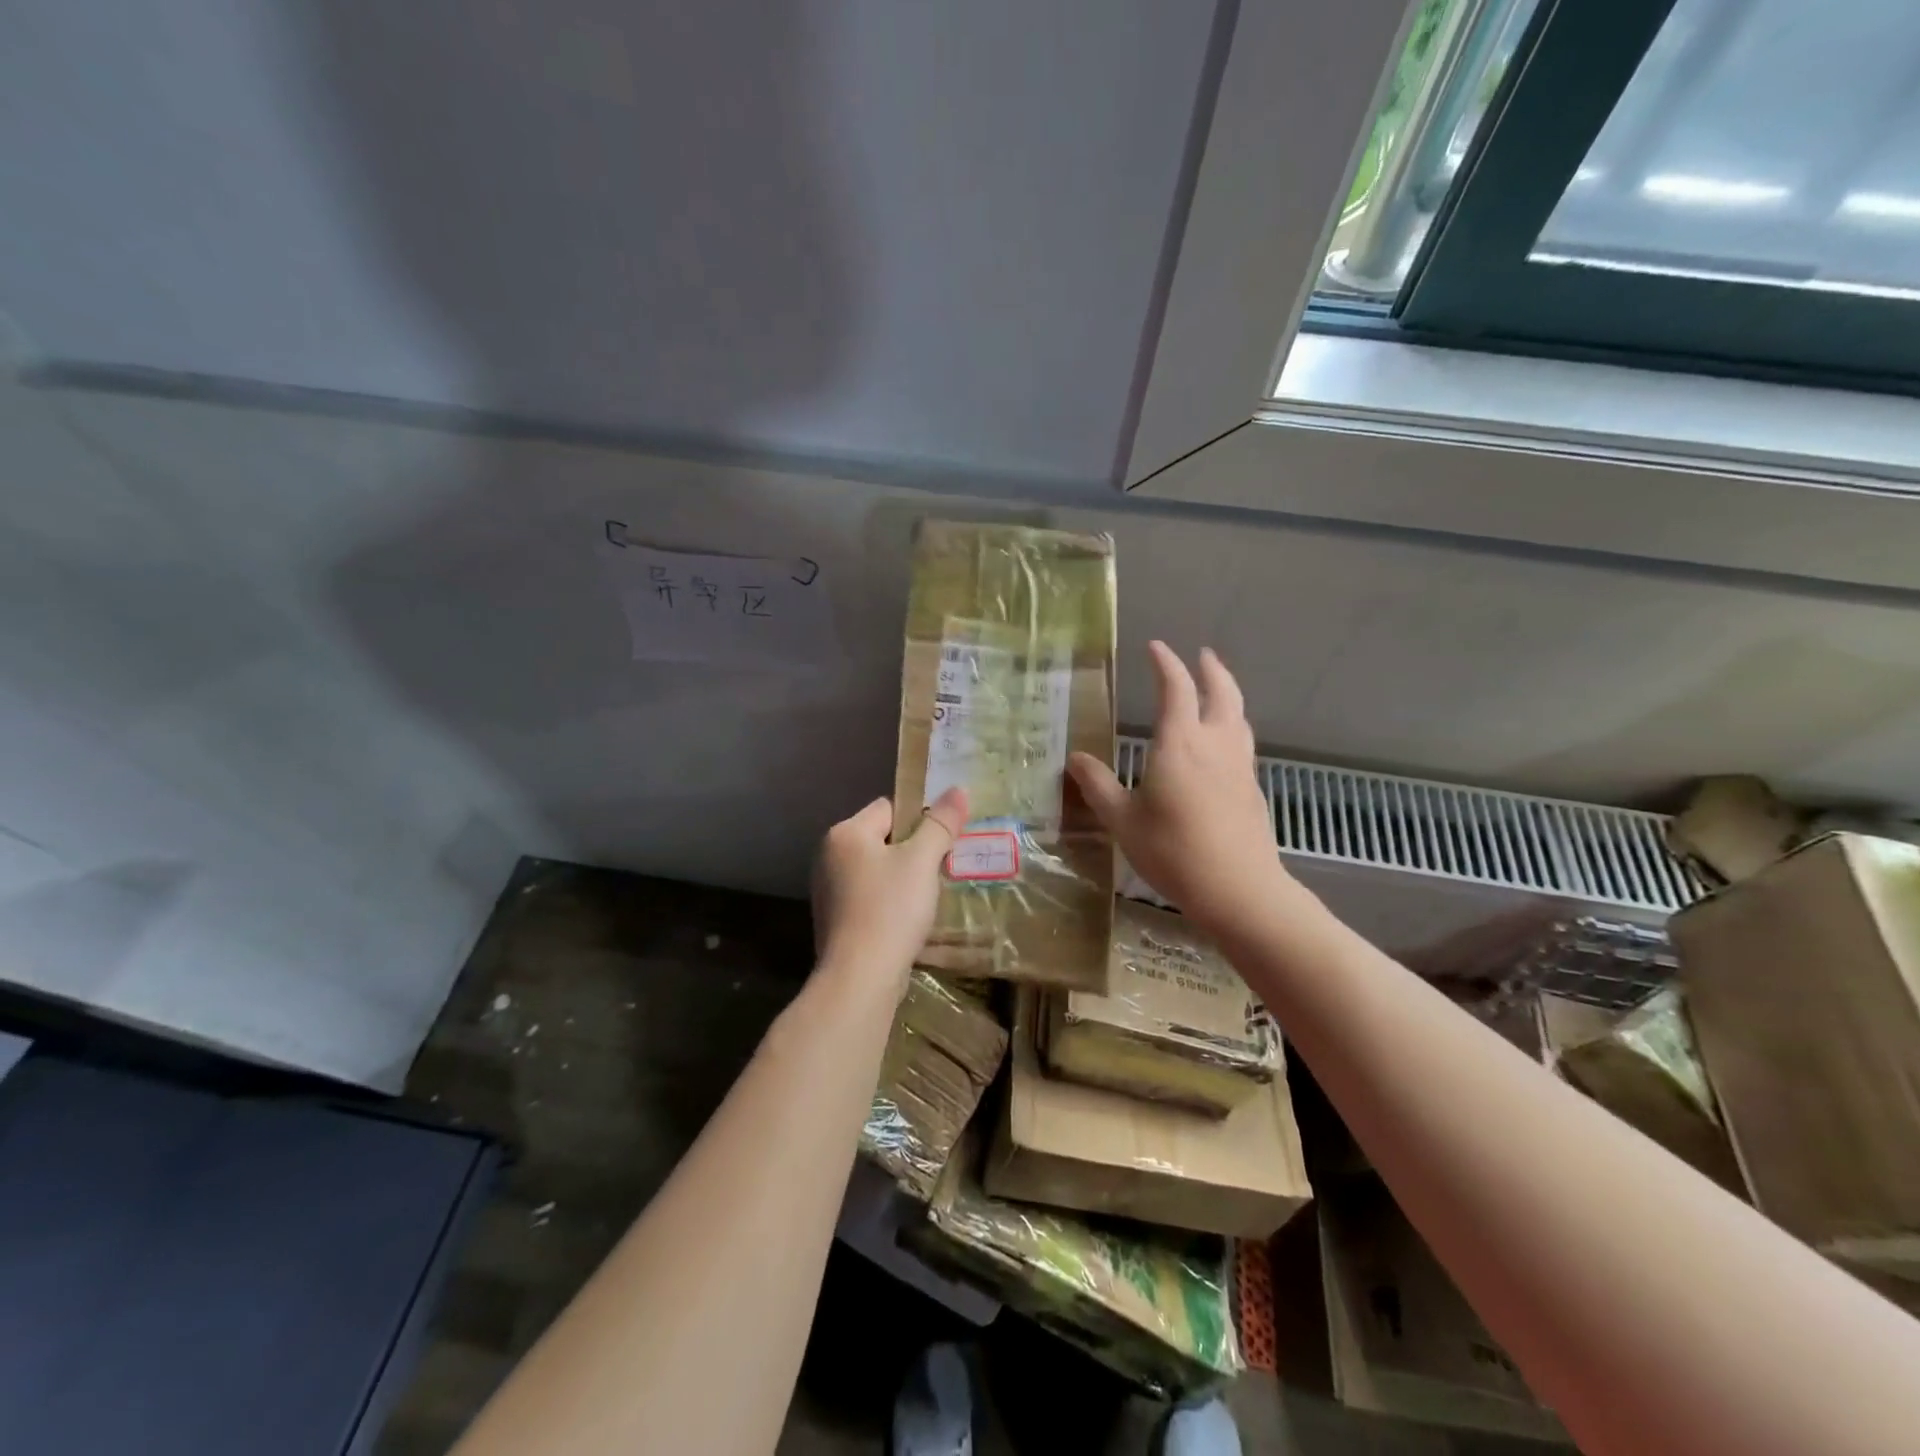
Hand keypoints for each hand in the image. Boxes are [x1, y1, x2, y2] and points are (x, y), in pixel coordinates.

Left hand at [811, 786, 968, 988]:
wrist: (860, 977)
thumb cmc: (891, 909)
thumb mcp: (922, 861)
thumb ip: (940, 824)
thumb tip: (958, 789)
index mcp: (845, 833)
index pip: (889, 808)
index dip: (920, 820)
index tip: (942, 842)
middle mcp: (828, 856)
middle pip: (882, 838)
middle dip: (912, 851)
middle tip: (940, 869)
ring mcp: (828, 889)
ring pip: (876, 870)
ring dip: (902, 878)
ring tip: (927, 896)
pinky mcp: (834, 919)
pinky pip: (869, 896)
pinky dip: (888, 902)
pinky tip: (907, 919)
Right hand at [1069, 642, 1288, 935]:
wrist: (1239, 889)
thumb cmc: (1173, 851)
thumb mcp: (1123, 820)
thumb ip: (1098, 786)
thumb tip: (1074, 758)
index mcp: (1180, 744)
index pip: (1176, 688)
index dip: (1166, 664)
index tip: (1156, 647)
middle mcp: (1215, 745)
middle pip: (1222, 693)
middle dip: (1211, 670)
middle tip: (1202, 655)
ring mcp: (1239, 766)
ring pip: (1238, 716)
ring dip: (1227, 695)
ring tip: (1217, 691)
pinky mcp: (1251, 788)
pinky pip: (1242, 743)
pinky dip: (1232, 726)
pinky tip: (1223, 745)